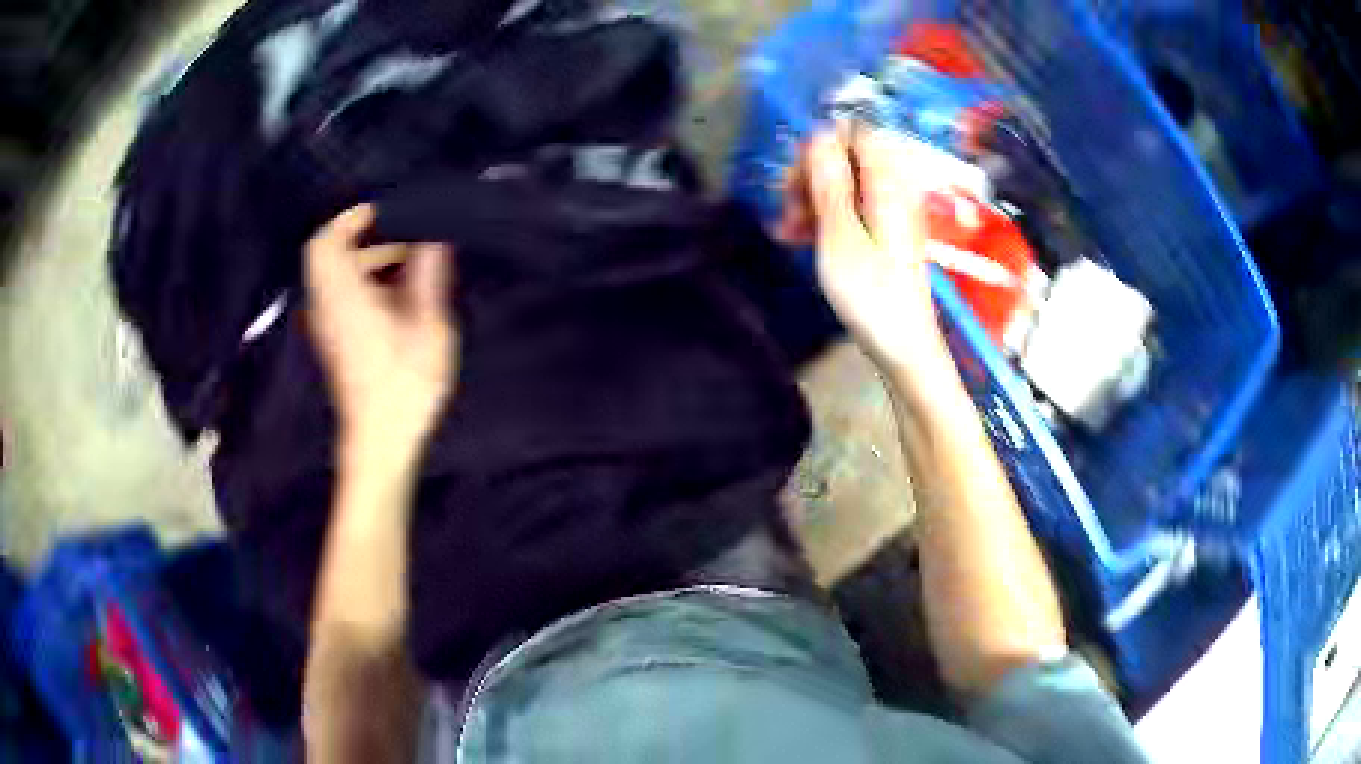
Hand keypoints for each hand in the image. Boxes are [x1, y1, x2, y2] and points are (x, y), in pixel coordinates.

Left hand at [305, 205, 456, 461]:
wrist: (380, 442)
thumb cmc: (405, 387)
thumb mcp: (429, 329)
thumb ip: (428, 277)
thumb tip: (433, 238)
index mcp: (344, 296)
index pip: (326, 241)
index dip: (351, 218)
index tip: (388, 213)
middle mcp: (326, 305)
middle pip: (330, 254)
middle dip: (368, 238)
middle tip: (410, 242)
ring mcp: (326, 324)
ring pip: (336, 274)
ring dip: (368, 261)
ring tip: (412, 270)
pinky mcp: (333, 340)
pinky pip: (340, 294)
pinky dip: (364, 282)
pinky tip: (398, 298)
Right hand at [783, 127, 951, 378]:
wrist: (904, 349)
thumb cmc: (871, 295)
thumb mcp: (839, 235)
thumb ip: (829, 181)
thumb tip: (817, 134)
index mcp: (887, 183)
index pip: (854, 133)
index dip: (820, 146)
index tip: (796, 179)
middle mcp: (892, 190)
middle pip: (846, 157)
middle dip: (810, 176)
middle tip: (788, 211)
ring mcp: (889, 213)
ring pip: (843, 185)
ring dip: (811, 200)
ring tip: (788, 233)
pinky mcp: (884, 234)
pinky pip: (850, 209)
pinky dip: (824, 218)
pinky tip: (799, 240)